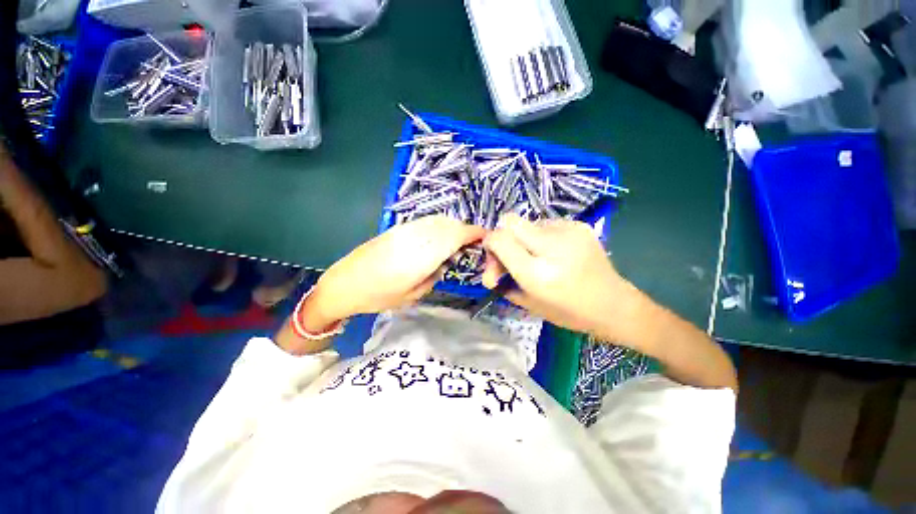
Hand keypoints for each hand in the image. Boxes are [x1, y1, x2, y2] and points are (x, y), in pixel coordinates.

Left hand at [308, 216, 484, 325]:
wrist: (344, 284)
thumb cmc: (379, 296)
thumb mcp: (413, 296)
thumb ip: (434, 276)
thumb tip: (444, 262)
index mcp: (422, 256)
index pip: (454, 236)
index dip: (473, 233)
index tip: (484, 236)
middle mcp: (416, 238)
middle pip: (448, 225)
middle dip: (464, 231)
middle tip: (470, 243)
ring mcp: (404, 230)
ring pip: (436, 221)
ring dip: (451, 227)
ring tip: (455, 241)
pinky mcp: (396, 229)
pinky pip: (424, 222)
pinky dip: (437, 226)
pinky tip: (436, 238)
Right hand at [482, 215, 636, 340]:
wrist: (613, 304)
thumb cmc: (568, 312)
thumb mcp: (528, 303)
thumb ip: (503, 282)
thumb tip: (488, 268)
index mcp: (537, 273)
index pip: (499, 239)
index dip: (489, 243)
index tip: (493, 255)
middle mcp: (552, 246)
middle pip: (510, 221)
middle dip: (503, 235)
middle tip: (510, 254)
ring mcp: (568, 231)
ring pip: (528, 222)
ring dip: (524, 238)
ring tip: (536, 256)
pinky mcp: (579, 225)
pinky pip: (546, 224)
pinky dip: (541, 236)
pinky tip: (553, 252)